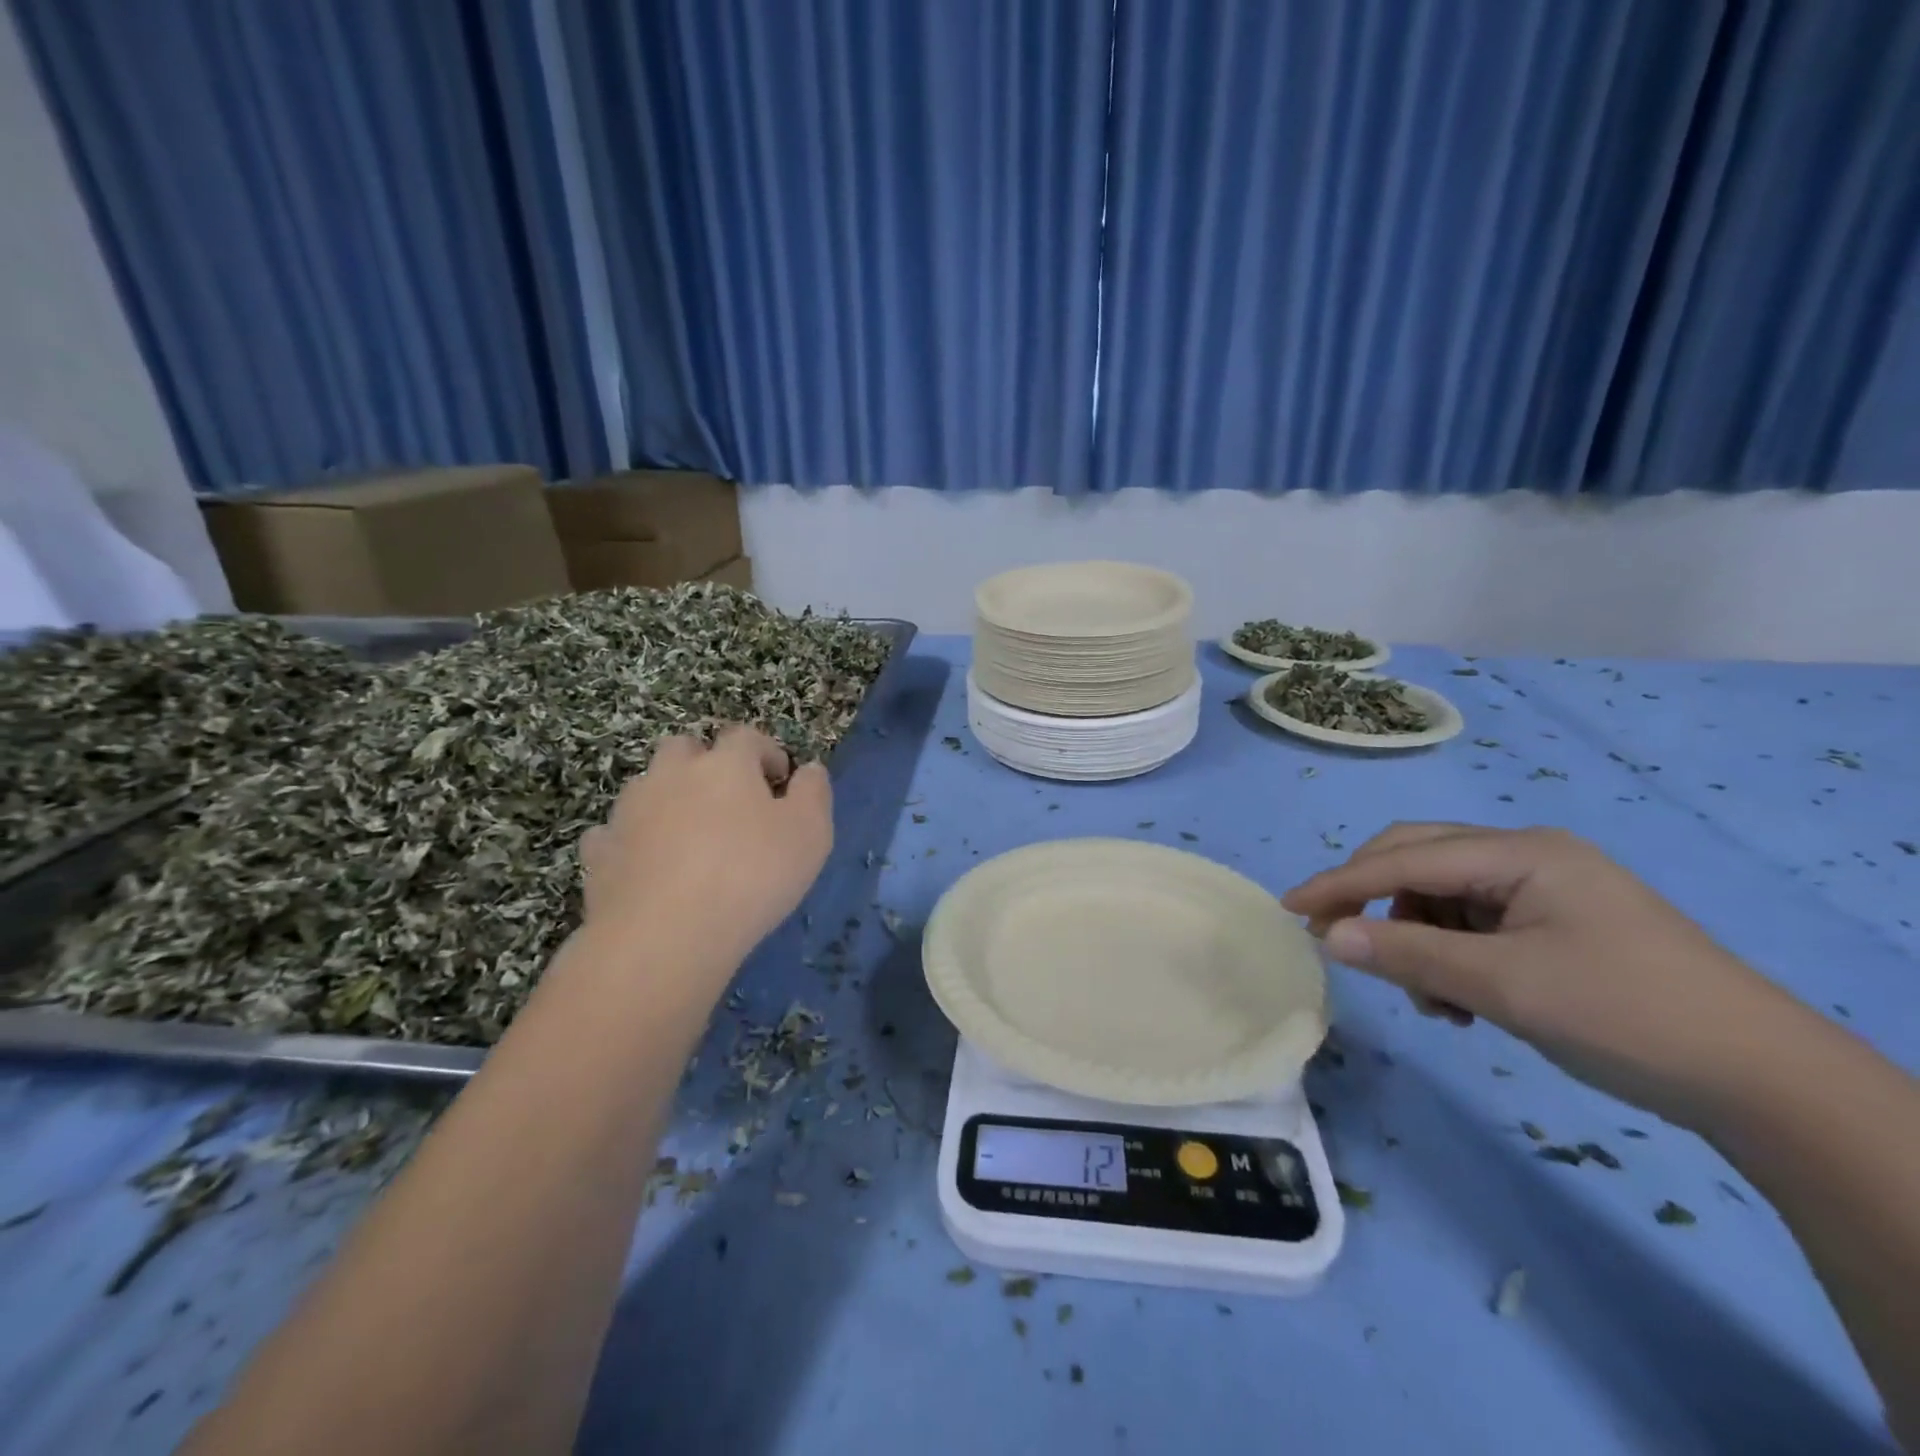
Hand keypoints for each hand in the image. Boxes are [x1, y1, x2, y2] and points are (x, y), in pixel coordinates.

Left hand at [579, 726, 832, 972]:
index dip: (766, 752)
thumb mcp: (810, 834)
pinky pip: (614, 833)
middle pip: (684, 748)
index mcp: (725, 765)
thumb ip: (814, 793)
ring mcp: (628, 811)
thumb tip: (810, 769)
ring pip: (647, 786)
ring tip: (689, 837)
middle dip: (706, 763)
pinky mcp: (599, 852)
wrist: (663, 935)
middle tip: (729, 800)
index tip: (781, 779)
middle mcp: (672, 774)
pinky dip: (631, 840)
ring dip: (668, 798)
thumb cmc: (751, 876)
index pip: (746, 737)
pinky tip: (647, 866)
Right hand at [1282, 823, 1809, 1130]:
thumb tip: (1329, 937)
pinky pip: (1474, 926)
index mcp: (1520, 852)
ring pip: (1443, 899)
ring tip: (1431, 1001)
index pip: (1405, 859)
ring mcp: (1544, 891)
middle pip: (1420, 863)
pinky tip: (1465, 1002)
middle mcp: (1527, 857)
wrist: (1765, 1082)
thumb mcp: (1503, 985)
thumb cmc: (1625, 1015)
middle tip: (1338, 942)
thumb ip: (1406, 954)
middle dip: (1374, 902)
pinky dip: (1451, 958)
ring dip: (1417, 942)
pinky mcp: (1555, 926)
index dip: (1340, 883)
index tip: (1288, 908)